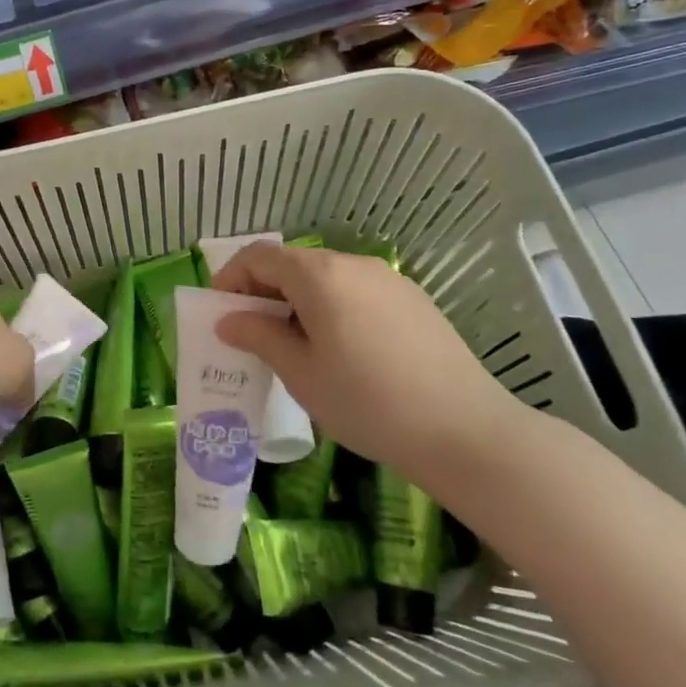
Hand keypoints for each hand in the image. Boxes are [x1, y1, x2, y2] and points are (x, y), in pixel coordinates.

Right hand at [208, 244, 525, 480]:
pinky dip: (331, 307)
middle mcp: (353, 264)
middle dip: (263, 292)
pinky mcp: (413, 300)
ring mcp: (388, 280)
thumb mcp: (300, 373)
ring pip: (326, 277)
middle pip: (293, 263)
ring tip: (295, 347)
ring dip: (297, 301)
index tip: (221, 314)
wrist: (464, 430)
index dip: (231, 279)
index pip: (259, 256)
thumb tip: (227, 320)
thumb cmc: (367, 401)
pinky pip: (356, 291)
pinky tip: (341, 351)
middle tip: (252, 335)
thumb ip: (259, 336)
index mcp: (319, 275)